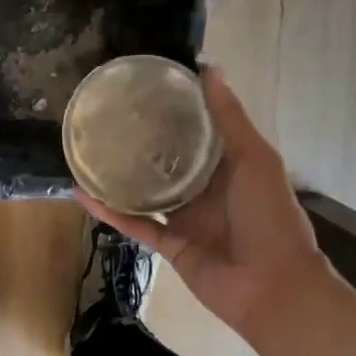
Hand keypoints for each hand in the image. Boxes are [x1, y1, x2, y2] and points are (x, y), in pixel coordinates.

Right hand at [77, 67, 332, 339]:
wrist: (273, 287)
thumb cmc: (270, 216)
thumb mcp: (255, 158)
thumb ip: (230, 118)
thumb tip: (209, 68)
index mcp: (230, 168)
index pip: (198, 134)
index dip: (176, 112)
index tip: (146, 89)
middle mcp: (206, 191)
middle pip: (169, 162)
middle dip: (144, 142)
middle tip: (110, 116)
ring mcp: (186, 220)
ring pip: (147, 193)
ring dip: (120, 176)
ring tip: (89, 150)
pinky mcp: (168, 246)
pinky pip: (134, 224)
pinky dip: (108, 210)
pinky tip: (82, 192)